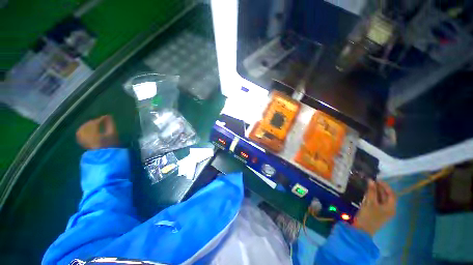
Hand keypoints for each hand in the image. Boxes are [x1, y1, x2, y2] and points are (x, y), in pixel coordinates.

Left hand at [76, 115, 118, 148]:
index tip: (107, 117)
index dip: (101, 119)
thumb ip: (111, 124)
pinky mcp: (82, 142)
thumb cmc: (111, 144)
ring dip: (88, 125)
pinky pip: (79, 133)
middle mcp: (86, 136)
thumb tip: (109, 116)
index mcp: (95, 134)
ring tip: (94, 124)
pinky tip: (87, 129)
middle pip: (88, 125)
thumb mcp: (113, 134)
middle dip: (94, 121)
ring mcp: (83, 139)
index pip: (96, 123)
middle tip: (100, 120)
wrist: (106, 155)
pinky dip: (83, 130)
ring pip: (82, 128)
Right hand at [353, 180, 396, 235]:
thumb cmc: (368, 216)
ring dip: (375, 192)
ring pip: (381, 199)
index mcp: (390, 207)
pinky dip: (373, 196)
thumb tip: (371, 180)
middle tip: (370, 181)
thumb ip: (371, 191)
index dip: (385, 186)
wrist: (362, 230)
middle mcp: (389, 209)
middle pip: (386, 196)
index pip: (391, 194)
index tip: (376, 179)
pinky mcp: (376, 212)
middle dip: (379, 188)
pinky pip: (377, 202)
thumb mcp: (369, 202)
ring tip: (368, 185)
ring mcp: (383, 211)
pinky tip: (366, 193)